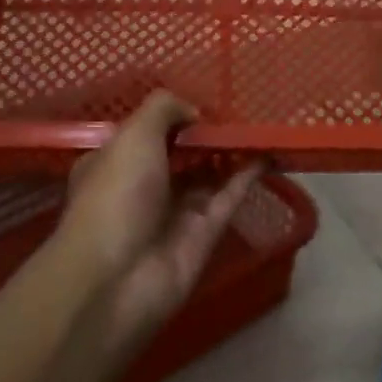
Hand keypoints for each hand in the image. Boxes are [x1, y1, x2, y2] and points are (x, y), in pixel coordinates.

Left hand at [53, 91, 263, 344]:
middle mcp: (143, 187)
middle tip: (241, 110)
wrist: (117, 278)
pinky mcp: (203, 235)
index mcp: (114, 163)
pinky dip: (246, 176)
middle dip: (206, 135)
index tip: (203, 102)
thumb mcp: (132, 136)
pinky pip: (228, 198)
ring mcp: (174, 213)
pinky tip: (267, 153)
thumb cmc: (116, 195)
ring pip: (208, 175)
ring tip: (260, 126)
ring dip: (230, 153)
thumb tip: (195, 111)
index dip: (173, 117)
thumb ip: (164, 110)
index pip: (146, 134)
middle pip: (181, 154)